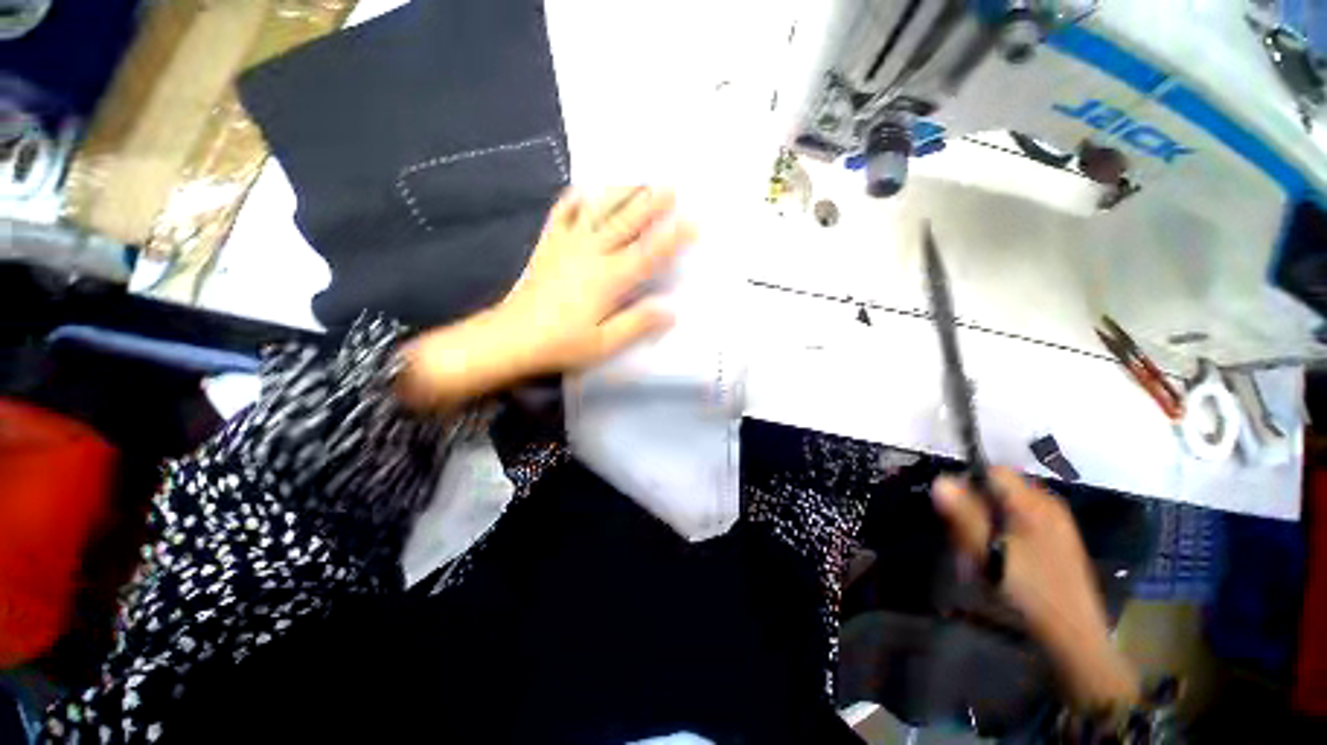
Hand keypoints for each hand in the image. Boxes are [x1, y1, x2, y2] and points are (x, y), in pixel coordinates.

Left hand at [398, 187, 693, 410]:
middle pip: (626, 223)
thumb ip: (638, 323)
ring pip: (598, 212)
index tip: (693, 222)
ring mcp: (567, 246)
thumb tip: (671, 309)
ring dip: (620, 194)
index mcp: (609, 280)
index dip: (672, 238)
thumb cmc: (562, 344)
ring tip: (637, 180)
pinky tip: (583, 190)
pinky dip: (574, 200)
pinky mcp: (548, 246)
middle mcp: (591, 255)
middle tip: (671, 185)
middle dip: (650, 204)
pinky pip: (562, 215)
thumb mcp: (605, 343)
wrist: (511, 338)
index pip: (648, 254)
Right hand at [933, 469, 1138, 708]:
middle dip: (975, 510)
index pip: (993, 472)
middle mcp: (1048, 506)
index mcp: (1035, 503)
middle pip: (998, 491)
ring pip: (1006, 510)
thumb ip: (964, 514)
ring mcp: (1055, 525)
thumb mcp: (989, 551)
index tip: (954, 511)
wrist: (1074, 637)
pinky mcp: (1056, 543)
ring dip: (986, 526)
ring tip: (980, 558)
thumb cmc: (1030, 590)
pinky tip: (999, 563)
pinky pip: (1019, 526)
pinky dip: (1002, 537)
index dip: (968, 484)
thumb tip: (940, 480)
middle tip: (966, 542)